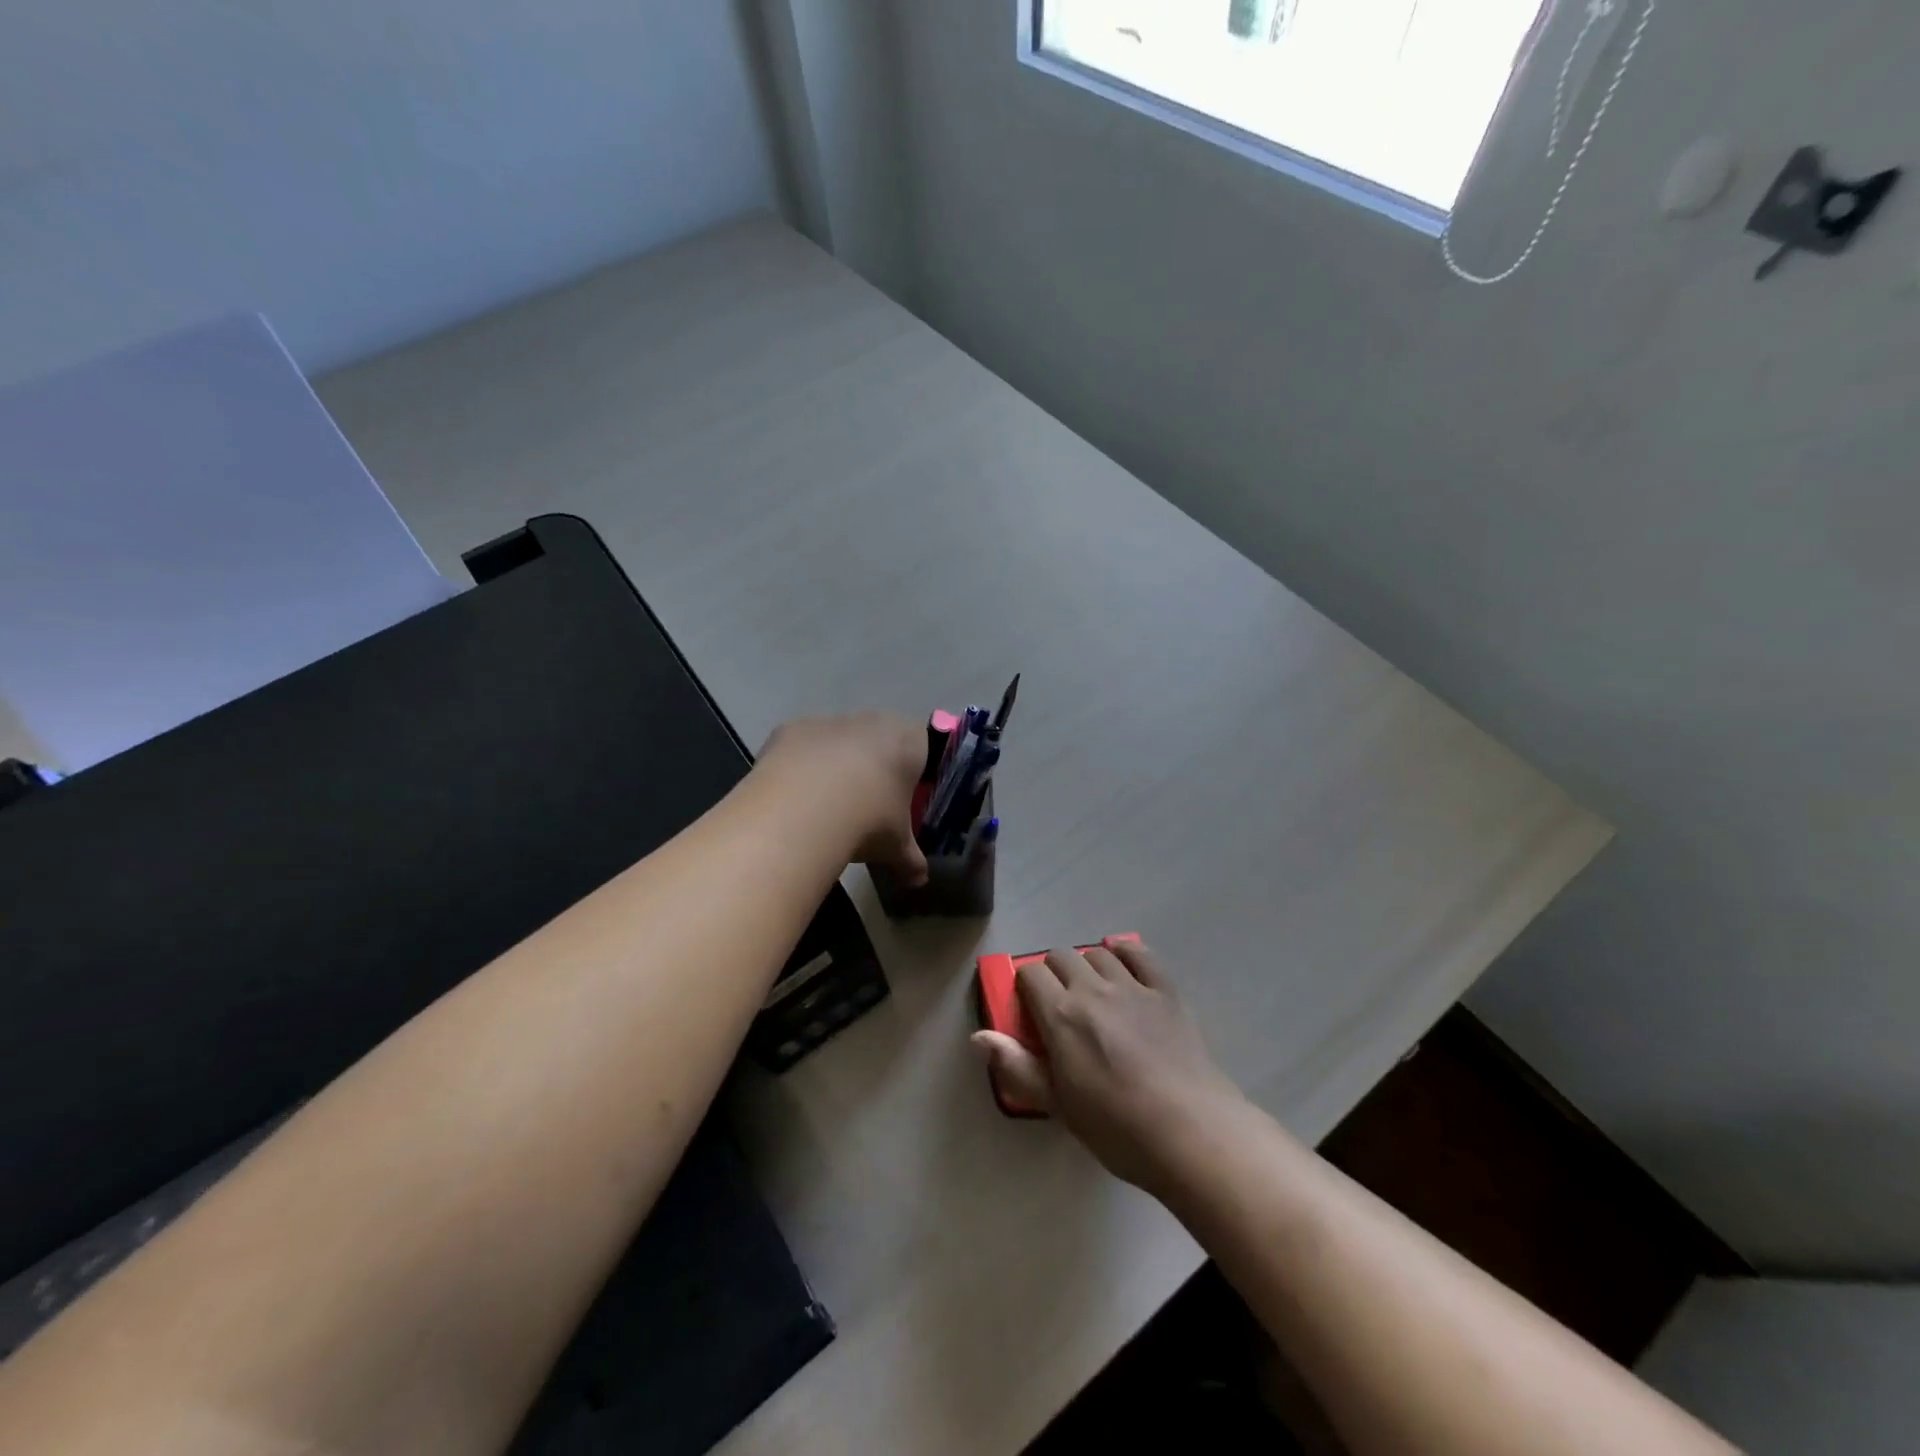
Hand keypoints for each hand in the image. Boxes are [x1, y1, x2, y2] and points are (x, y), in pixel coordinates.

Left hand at [757, 712, 928, 886]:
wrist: (804, 809)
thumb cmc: (869, 820)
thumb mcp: (896, 846)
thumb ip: (910, 860)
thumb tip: (919, 881)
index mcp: (909, 741)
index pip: (923, 746)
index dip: (914, 771)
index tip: (903, 799)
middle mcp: (872, 722)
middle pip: (878, 740)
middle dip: (873, 767)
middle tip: (866, 805)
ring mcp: (829, 721)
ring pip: (838, 741)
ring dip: (835, 766)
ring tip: (826, 808)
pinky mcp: (791, 729)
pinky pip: (802, 748)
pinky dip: (800, 767)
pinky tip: (795, 800)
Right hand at [971, 938, 1245, 1191]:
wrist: (1191, 1132)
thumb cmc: (1117, 1127)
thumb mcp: (1059, 1105)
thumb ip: (1018, 1067)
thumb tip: (979, 1037)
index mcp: (1061, 1015)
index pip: (1030, 974)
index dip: (1025, 986)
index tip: (1030, 1008)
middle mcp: (1092, 989)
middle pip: (1061, 956)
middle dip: (1053, 972)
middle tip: (1059, 1004)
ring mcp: (1133, 986)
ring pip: (1098, 954)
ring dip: (1087, 965)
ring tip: (1091, 990)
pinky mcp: (1166, 991)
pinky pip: (1141, 954)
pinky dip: (1126, 951)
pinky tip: (1121, 958)